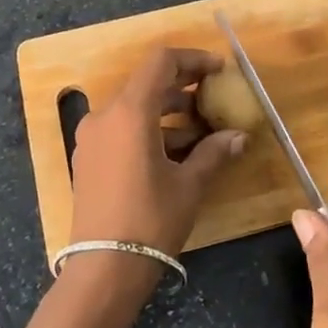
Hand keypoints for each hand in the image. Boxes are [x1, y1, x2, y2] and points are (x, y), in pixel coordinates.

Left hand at [68, 47, 246, 258]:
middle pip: (146, 83)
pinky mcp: (88, 157)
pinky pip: (121, 129)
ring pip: (134, 108)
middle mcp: (105, 115)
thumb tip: (239, 136)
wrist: (103, 268)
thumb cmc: (150, 220)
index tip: (218, 70)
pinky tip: (174, 152)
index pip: (161, 62)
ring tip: (201, 132)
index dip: (192, 60)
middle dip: (183, 87)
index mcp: (129, 112)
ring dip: (167, 112)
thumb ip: (214, 152)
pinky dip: (148, 130)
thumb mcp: (189, 184)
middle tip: (213, 97)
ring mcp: (91, 137)